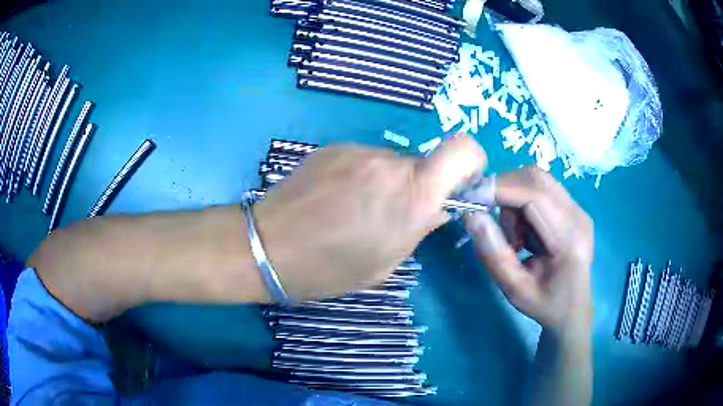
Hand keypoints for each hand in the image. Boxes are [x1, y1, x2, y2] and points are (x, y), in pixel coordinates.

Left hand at [253, 135, 486, 300]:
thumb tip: (439, 206)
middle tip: (392, 215)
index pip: (464, 149)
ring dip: (387, 182)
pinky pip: (362, 159)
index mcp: (413, 194)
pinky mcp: (332, 147)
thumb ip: (419, 227)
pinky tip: (335, 199)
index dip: (471, 163)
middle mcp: (390, 162)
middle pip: (423, 163)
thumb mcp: (386, 262)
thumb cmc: (330, 269)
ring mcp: (358, 150)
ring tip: (356, 210)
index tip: (458, 187)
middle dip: (418, 186)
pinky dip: (361, 176)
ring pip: (391, 162)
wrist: (267, 247)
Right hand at [464, 167, 593, 336]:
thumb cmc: (545, 305)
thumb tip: (471, 215)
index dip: (500, 189)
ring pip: (536, 180)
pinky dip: (521, 203)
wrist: (572, 310)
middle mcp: (578, 215)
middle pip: (536, 178)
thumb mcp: (514, 290)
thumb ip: (494, 255)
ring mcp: (577, 209)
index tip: (470, 200)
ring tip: (513, 239)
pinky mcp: (572, 208)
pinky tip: (524, 233)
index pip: (535, 195)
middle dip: (504, 190)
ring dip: (513, 200)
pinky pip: (540, 189)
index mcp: (569, 239)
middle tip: (488, 220)